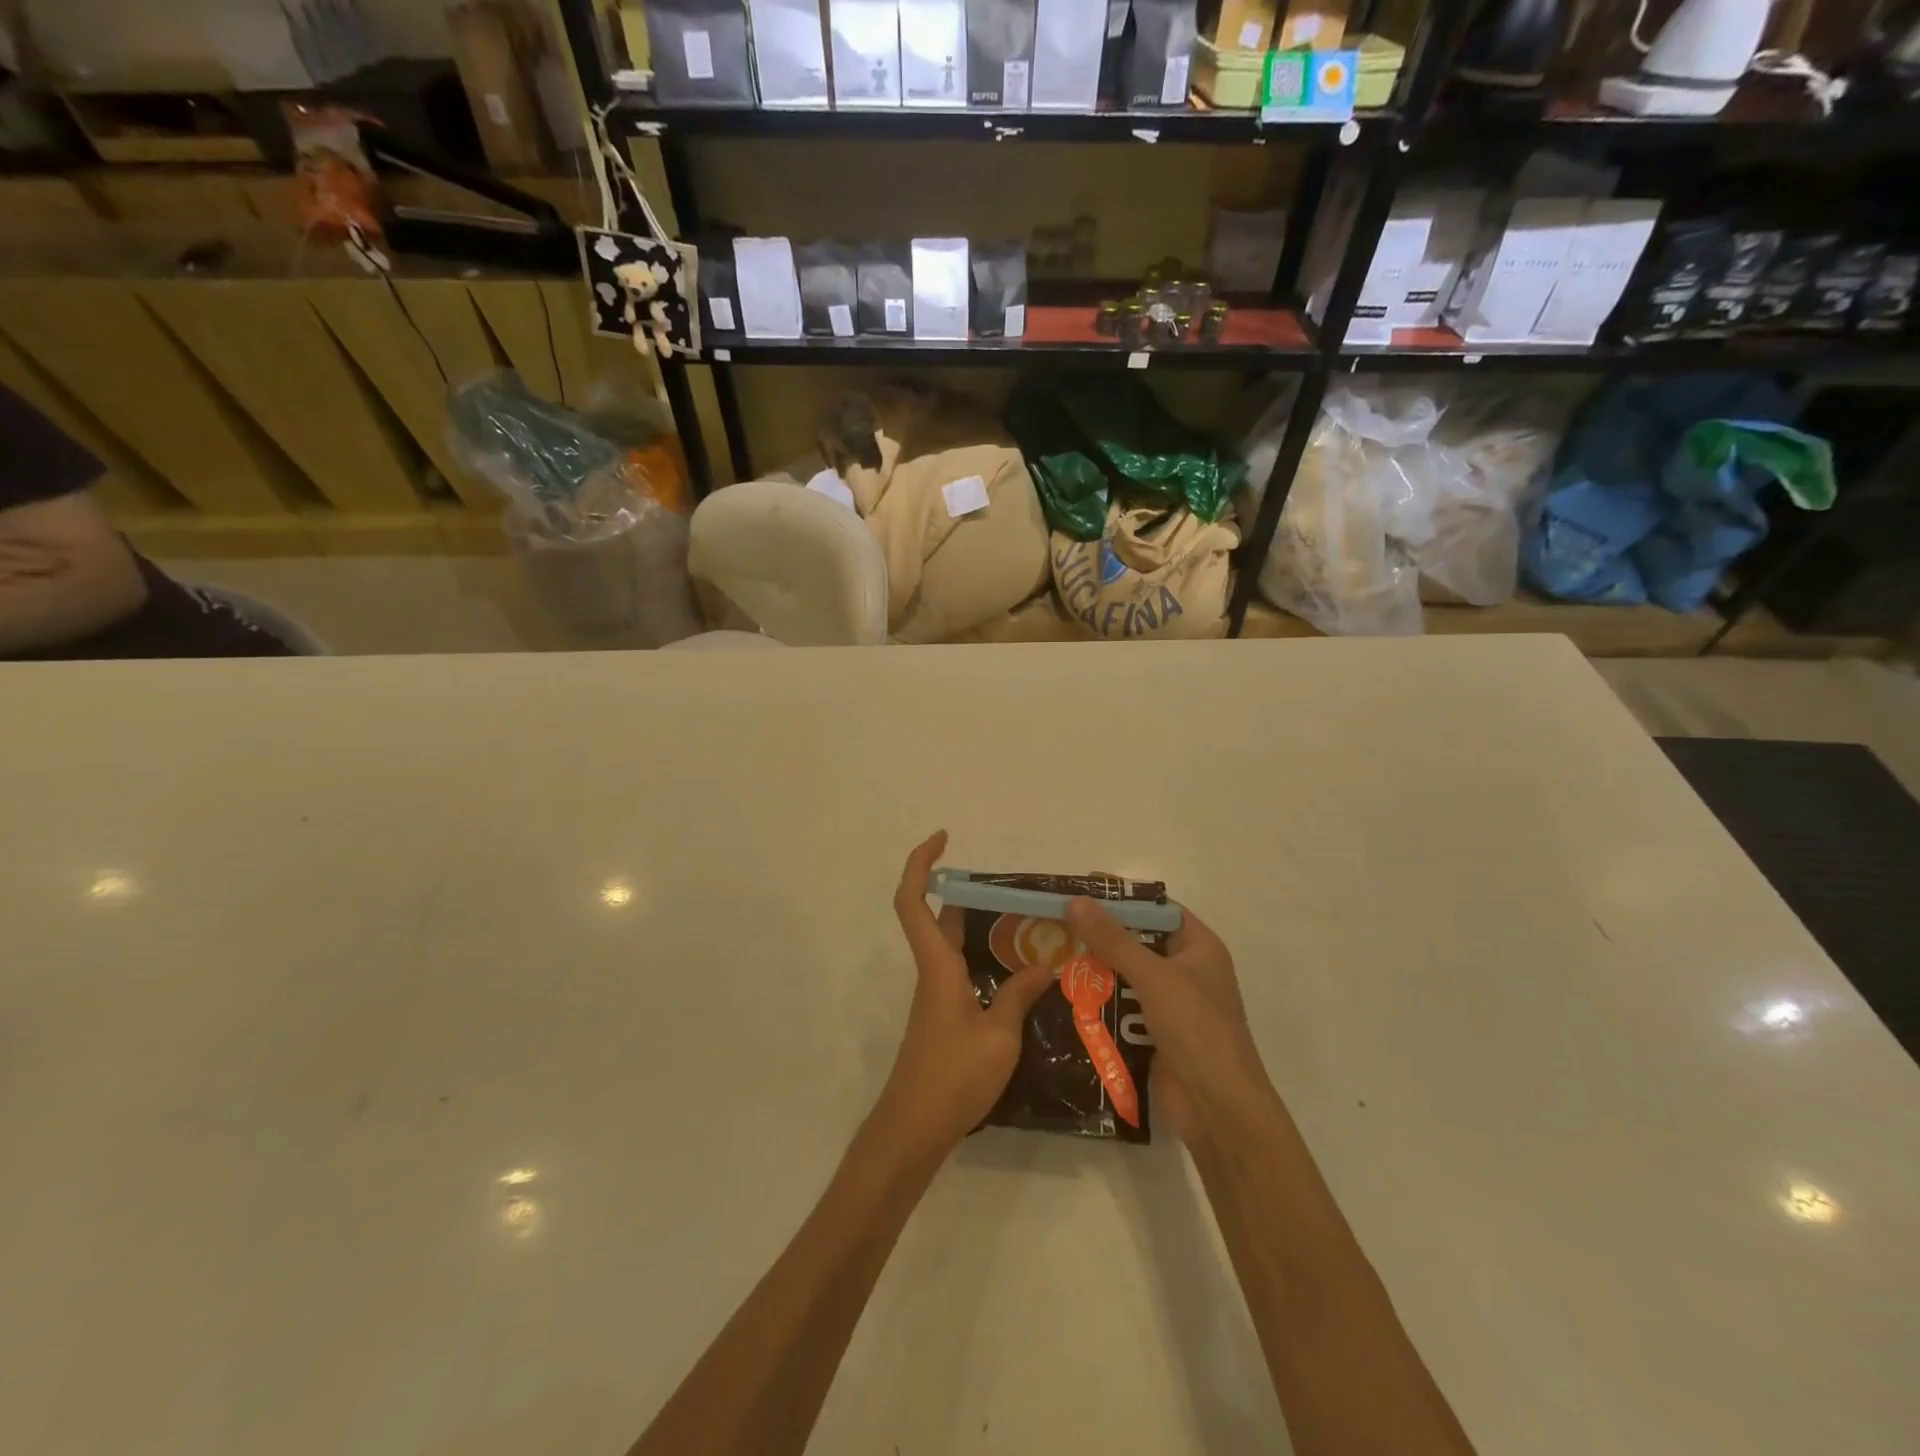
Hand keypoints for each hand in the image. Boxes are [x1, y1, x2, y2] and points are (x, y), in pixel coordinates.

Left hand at [872, 831, 1056, 1160]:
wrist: (913, 1129)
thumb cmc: (952, 1077)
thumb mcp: (999, 1036)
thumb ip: (1019, 996)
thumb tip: (1044, 965)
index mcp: (938, 966)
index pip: (914, 902)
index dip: (921, 864)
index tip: (943, 838)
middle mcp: (933, 973)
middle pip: (941, 918)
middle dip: (970, 894)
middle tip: (1014, 890)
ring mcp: (937, 996)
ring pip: (955, 946)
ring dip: (984, 929)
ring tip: (1030, 927)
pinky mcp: (945, 1018)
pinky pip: (964, 972)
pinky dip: (988, 962)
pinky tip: (1022, 977)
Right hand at [1064, 897, 1274, 1148]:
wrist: (1218, 1110)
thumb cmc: (1197, 1030)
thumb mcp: (1154, 976)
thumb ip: (1114, 939)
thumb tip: (1076, 901)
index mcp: (1199, 948)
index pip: (1158, 909)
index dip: (1124, 897)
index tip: (1083, 888)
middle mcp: (1186, 972)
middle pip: (1138, 942)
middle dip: (1101, 934)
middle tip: (1057, 922)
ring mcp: (1171, 1007)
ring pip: (1126, 977)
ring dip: (1095, 970)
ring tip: (1052, 956)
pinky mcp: (1154, 1036)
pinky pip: (1121, 1010)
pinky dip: (1098, 1003)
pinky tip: (1064, 997)